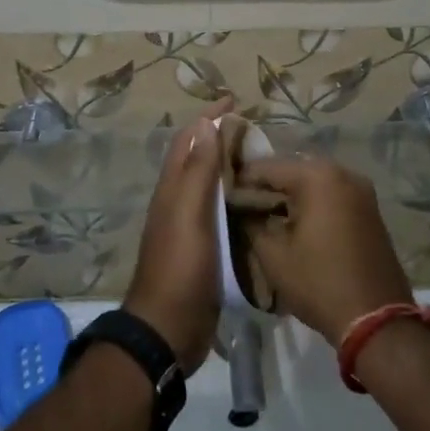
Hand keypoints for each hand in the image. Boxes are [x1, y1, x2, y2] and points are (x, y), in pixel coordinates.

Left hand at [123, 99, 235, 369]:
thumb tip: (204, 123)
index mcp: (172, 188)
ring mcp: (189, 226)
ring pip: (209, 185)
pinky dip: (234, 197)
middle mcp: (178, 201)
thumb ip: (198, 170)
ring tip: (260, 159)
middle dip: (220, 138)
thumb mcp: (190, 214)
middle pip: (198, 158)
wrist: (168, 329)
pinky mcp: (203, 249)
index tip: (235, 101)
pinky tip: (255, 202)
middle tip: (255, 130)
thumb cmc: (181, 266)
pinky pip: (219, 212)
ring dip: (229, 167)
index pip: (188, 140)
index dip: (208, 118)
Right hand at [236, 158, 412, 342]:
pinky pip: (332, 196)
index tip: (224, 195)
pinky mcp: (370, 209)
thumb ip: (251, 223)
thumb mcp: (274, 255)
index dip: (243, 180)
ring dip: (290, 195)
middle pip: (293, 170)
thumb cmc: (320, 283)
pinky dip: (312, 204)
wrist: (376, 319)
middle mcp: (342, 172)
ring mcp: (361, 190)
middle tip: (243, 206)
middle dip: (267, 186)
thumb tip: (241, 208)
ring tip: (266, 216)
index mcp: (317, 176)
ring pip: (313, 183)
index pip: (268, 167)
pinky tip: (295, 223)